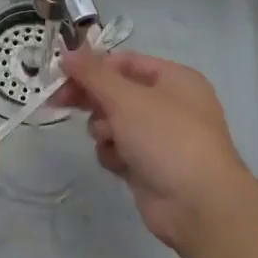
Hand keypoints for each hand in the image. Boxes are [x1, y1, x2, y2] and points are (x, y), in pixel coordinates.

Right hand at [59, 46, 256, 253]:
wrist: (197, 204)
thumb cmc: (166, 138)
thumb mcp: (127, 98)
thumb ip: (93, 74)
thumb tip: (68, 53)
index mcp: (174, 79)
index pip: (125, 62)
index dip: (93, 66)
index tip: (62, 74)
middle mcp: (169, 104)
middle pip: (116, 92)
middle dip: (92, 99)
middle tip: (60, 102)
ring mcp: (159, 137)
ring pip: (113, 122)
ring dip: (104, 130)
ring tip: (112, 140)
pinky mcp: (148, 165)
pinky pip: (118, 150)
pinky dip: (114, 155)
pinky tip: (121, 164)